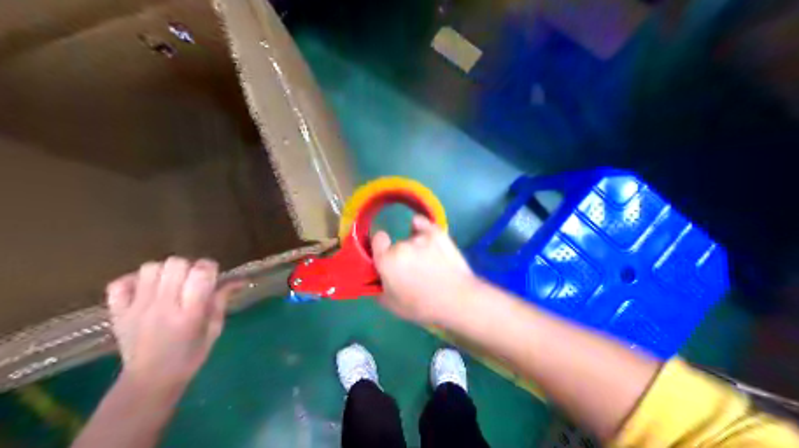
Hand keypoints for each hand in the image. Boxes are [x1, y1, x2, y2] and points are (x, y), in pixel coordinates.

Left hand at [104, 259, 239, 391]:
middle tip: (190, 281)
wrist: (149, 381)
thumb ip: (221, 301)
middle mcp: (163, 306)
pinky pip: (119, 283)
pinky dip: (133, 281)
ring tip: (168, 285)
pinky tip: (145, 290)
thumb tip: (237, 280)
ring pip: (149, 268)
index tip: (211, 276)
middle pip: (175, 263)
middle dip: (187, 267)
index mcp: (190, 313)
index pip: (200, 272)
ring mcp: (136, 308)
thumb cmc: (189, 357)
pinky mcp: (117, 312)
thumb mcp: (213, 330)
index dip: (209, 268)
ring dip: (163, 272)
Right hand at [369, 215, 476, 322]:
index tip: (386, 258)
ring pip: (411, 238)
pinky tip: (428, 238)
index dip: (381, 248)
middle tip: (412, 270)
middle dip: (400, 255)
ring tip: (429, 262)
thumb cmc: (423, 306)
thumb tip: (377, 280)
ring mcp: (420, 237)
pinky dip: (422, 228)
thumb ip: (379, 289)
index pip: (377, 239)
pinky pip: (422, 223)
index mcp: (386, 261)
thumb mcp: (392, 306)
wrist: (457, 299)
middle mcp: (401, 245)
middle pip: (396, 244)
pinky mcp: (437, 233)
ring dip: (415, 247)